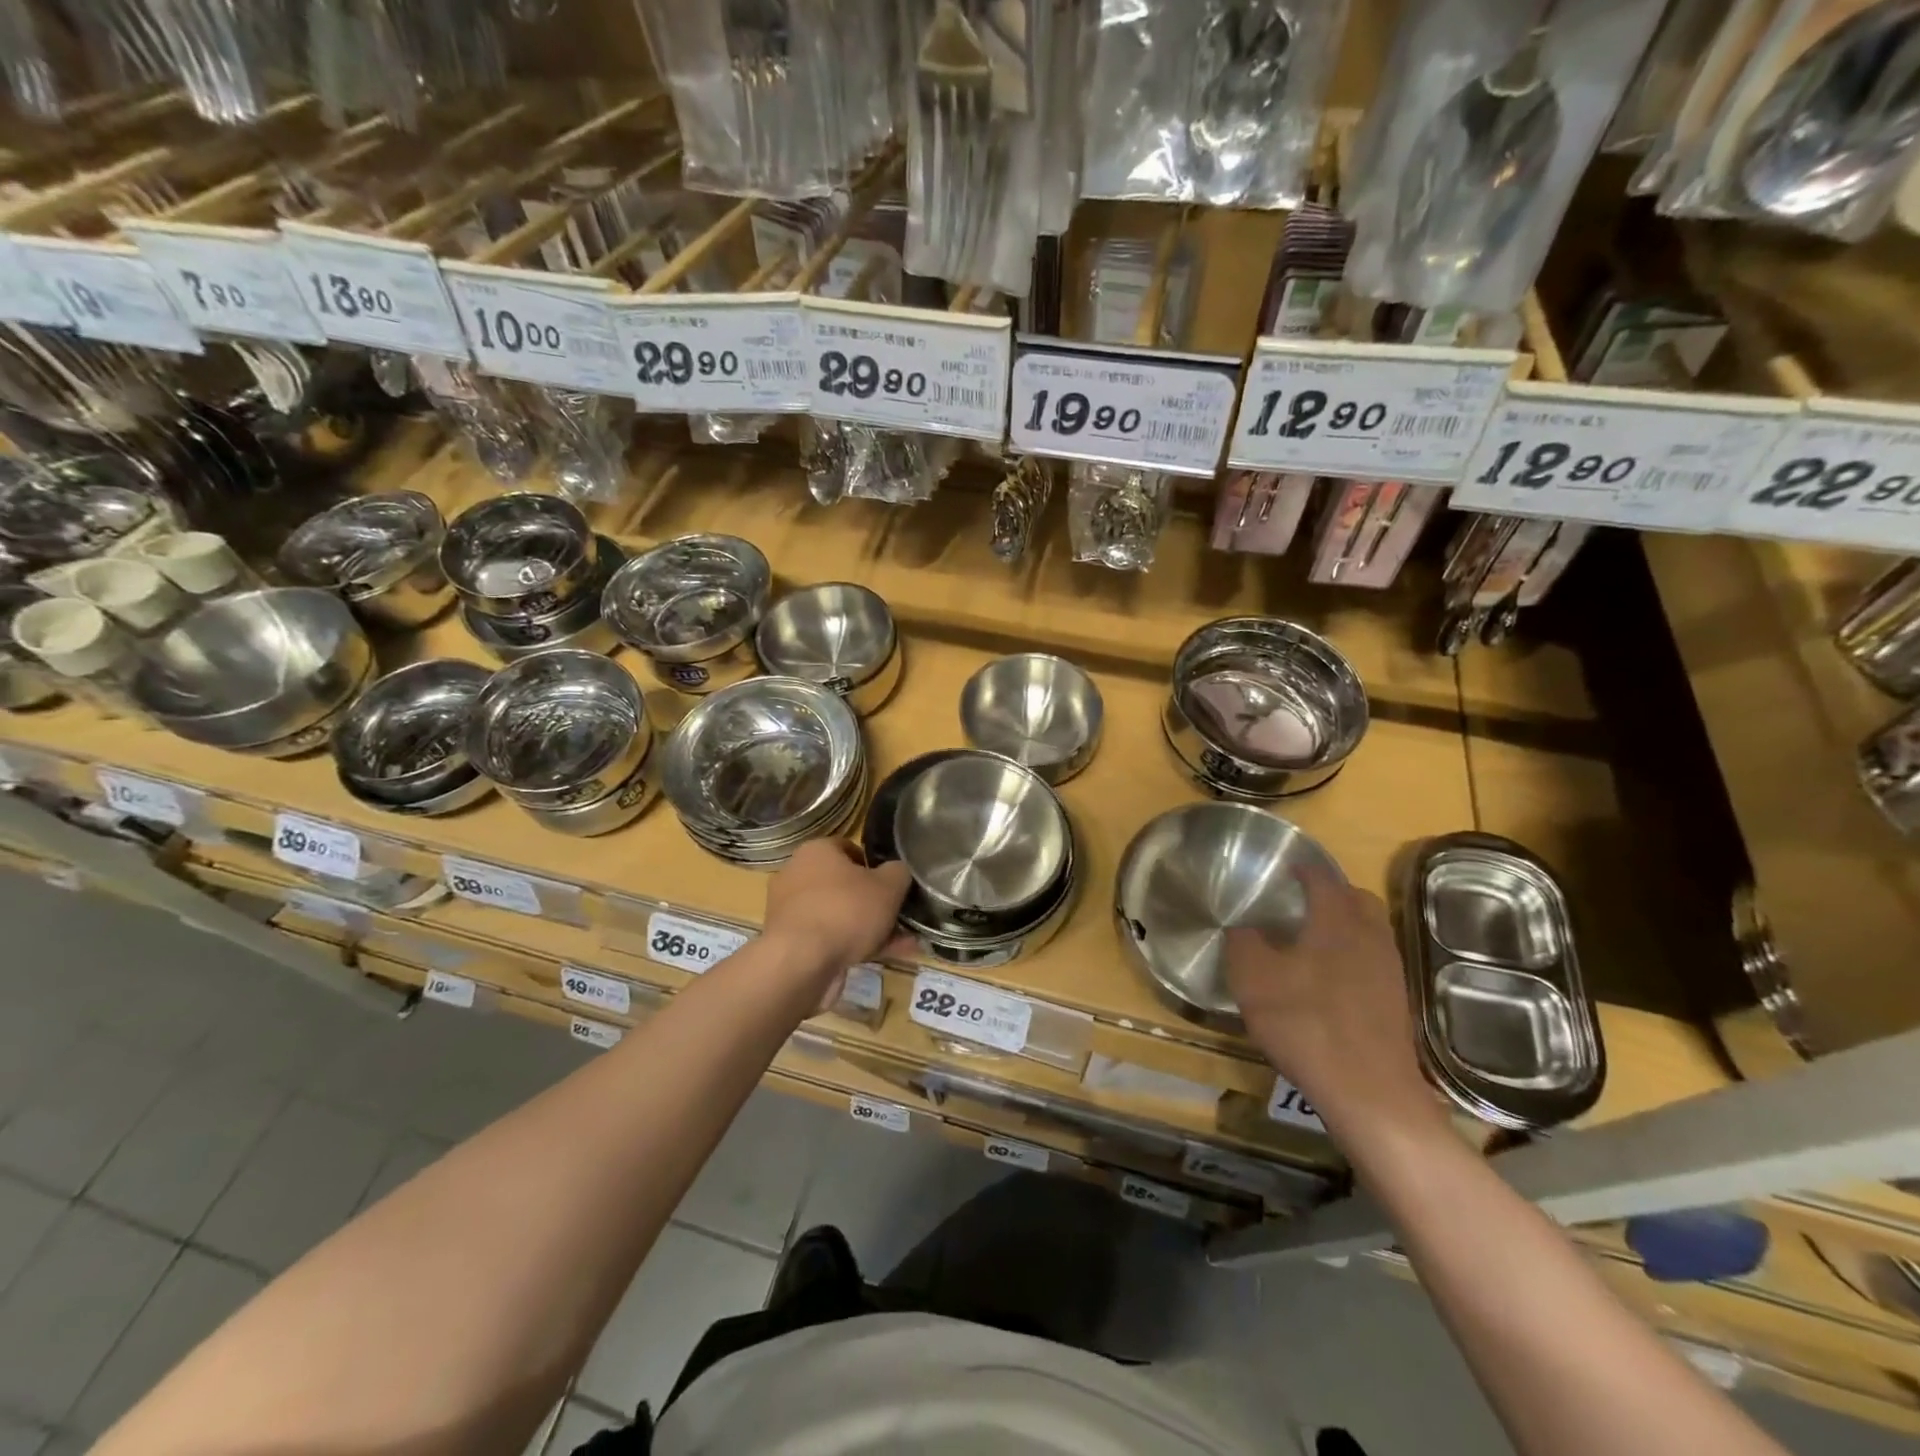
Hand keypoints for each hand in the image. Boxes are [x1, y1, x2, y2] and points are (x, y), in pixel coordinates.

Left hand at [763, 841, 911, 1006]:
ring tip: (904, 943)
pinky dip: (856, 947)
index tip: (892, 883)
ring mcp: (792, 912)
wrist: (801, 963)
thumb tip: (898, 872)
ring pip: (840, 916)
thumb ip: (898, 873)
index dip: (874, 864)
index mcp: (816, 851)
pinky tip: (887, 957)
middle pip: (844, 885)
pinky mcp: (792, 944)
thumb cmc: (846, 911)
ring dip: (870, 928)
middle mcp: (797, 876)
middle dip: (874, 902)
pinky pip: (831, 940)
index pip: (848, 848)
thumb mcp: (888, 886)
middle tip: (899, 915)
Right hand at [1224, 869, 1439, 1138]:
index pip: (1324, 879)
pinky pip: (1373, 963)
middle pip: (1357, 900)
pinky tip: (1328, 981)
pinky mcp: (1396, 1004)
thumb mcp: (1253, 979)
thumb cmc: (1306, 1023)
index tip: (1287, 867)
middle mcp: (1370, 937)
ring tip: (1311, 940)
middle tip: (1302, 901)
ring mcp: (1389, 972)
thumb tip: (1244, 928)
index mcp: (1337, 921)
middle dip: (1332, 893)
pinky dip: (1352, 958)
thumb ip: (1243, 944)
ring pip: (1369, 932)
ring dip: (1345, 926)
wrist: (1369, 1093)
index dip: (1305, 869)